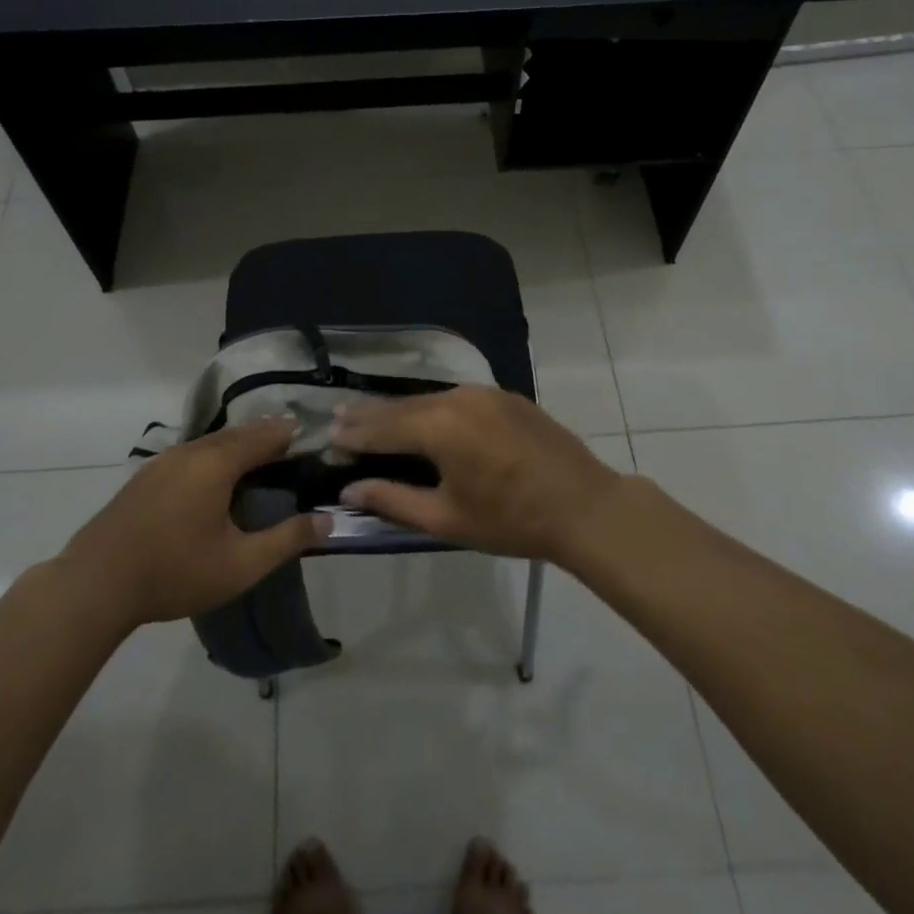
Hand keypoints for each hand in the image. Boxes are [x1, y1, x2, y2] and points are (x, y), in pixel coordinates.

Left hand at [58, 415, 328, 628]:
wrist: (95, 584)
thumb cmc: (175, 571)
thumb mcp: (241, 564)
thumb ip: (287, 540)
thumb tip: (328, 521)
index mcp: (217, 463)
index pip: (264, 436)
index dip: (290, 434)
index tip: (312, 435)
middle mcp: (190, 451)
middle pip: (237, 433)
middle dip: (265, 434)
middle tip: (290, 441)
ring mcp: (162, 462)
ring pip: (210, 442)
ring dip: (238, 443)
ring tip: (258, 454)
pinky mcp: (144, 478)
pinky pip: (191, 454)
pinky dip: (214, 454)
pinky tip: (214, 475)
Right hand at [332, 387, 628, 564]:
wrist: (584, 506)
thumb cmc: (511, 520)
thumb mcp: (446, 518)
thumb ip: (393, 500)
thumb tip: (349, 490)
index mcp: (439, 427)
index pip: (383, 428)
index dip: (354, 436)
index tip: (328, 438)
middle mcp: (457, 399)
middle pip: (402, 406)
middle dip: (369, 415)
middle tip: (339, 418)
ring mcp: (484, 393)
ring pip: (429, 399)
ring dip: (399, 409)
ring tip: (371, 415)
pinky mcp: (504, 396)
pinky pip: (455, 398)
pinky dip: (430, 407)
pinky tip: (420, 415)